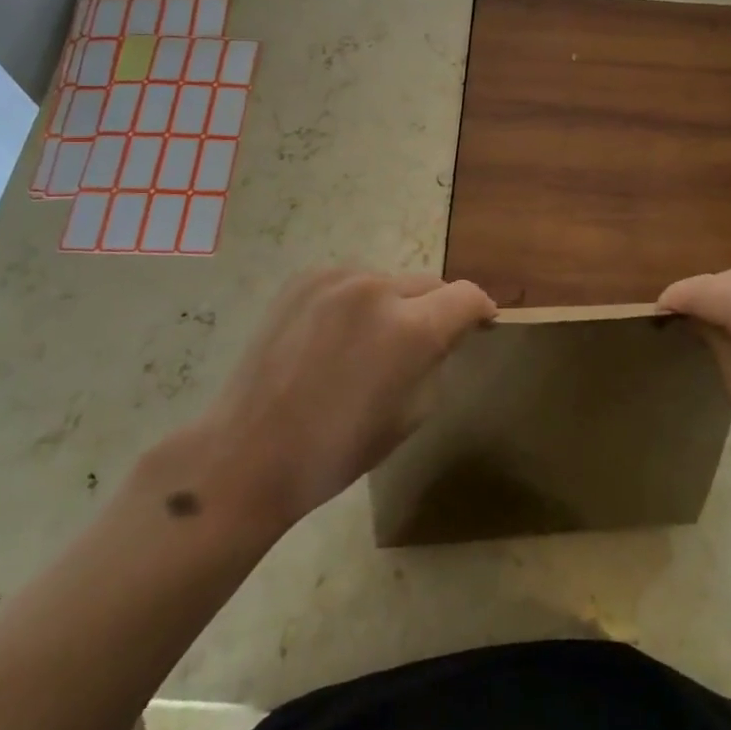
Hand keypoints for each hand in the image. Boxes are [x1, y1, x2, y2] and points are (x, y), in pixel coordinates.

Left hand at [171, 270, 495, 532]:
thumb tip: (448, 332)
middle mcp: (377, 289)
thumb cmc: (338, 449)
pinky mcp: (303, 279)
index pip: (467, 295)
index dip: (481, 309)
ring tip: (371, 342)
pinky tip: (336, 336)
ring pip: (389, 281)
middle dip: (436, 309)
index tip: (481, 324)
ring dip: (395, 304)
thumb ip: (437, 359)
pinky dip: (358, 302)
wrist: (249, 451)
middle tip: (424, 343)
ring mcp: (336, 279)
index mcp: (410, 328)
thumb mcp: (412, 413)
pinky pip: (351, 282)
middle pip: (429, 284)